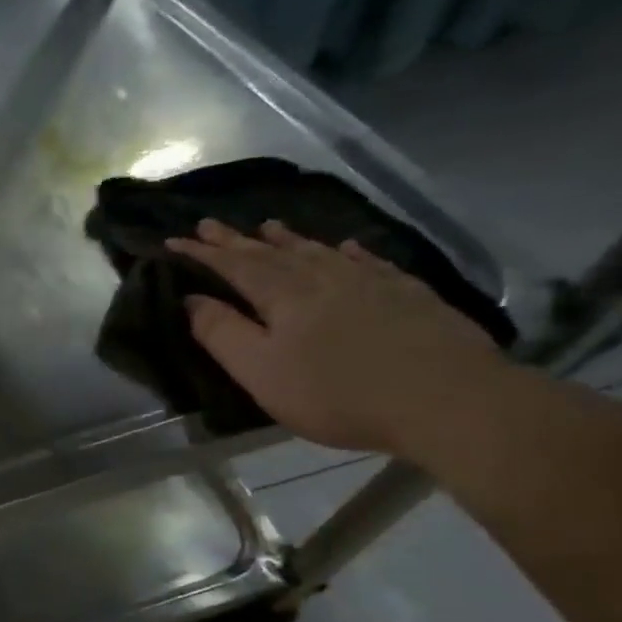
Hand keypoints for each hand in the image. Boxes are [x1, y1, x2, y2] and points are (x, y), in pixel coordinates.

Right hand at [168, 218, 512, 454]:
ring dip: (288, 239)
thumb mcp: (260, 371)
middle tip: (210, 224)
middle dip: (237, 240)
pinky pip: (368, 261)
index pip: (233, 266)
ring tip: (268, 226)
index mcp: (283, 296)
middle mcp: (323, 278)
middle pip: (272, 253)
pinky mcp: (408, 294)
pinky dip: (348, 252)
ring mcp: (370, 282)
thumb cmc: (336, 392)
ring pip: (319, 251)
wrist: (446, 398)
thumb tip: (193, 299)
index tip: (175, 240)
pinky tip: (345, 247)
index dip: (203, 253)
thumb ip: (222, 333)